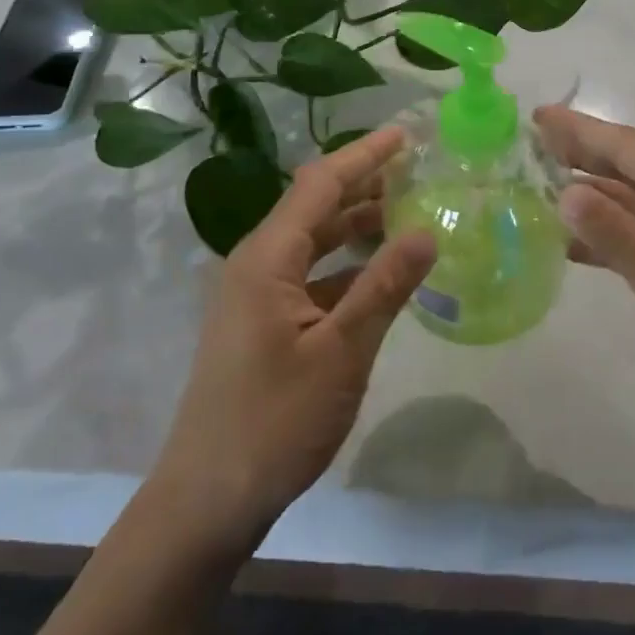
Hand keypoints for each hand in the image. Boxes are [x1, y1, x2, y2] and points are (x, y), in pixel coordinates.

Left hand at [147, 128, 435, 557]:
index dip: (364, 156)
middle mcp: (257, 264)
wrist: (208, 500)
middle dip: (364, 183)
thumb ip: (385, 286)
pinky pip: (311, 275)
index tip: (405, 134)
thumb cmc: (275, 421)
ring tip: (408, 210)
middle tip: (417, 169)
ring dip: (357, 224)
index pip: (319, 185)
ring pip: (314, 241)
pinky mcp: (263, 323)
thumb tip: (426, 230)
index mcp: (267, 258)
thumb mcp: (342, 352)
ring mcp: (257, 295)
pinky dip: (347, 265)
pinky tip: (381, 272)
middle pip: (315, 206)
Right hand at [533, 105, 634, 455]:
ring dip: (592, 196)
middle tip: (533, 137)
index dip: (583, 131)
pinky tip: (569, 243)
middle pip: (634, 170)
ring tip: (540, 184)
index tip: (539, 114)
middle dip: (585, 153)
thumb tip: (566, 191)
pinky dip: (608, 238)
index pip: (634, 150)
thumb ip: (618, 237)